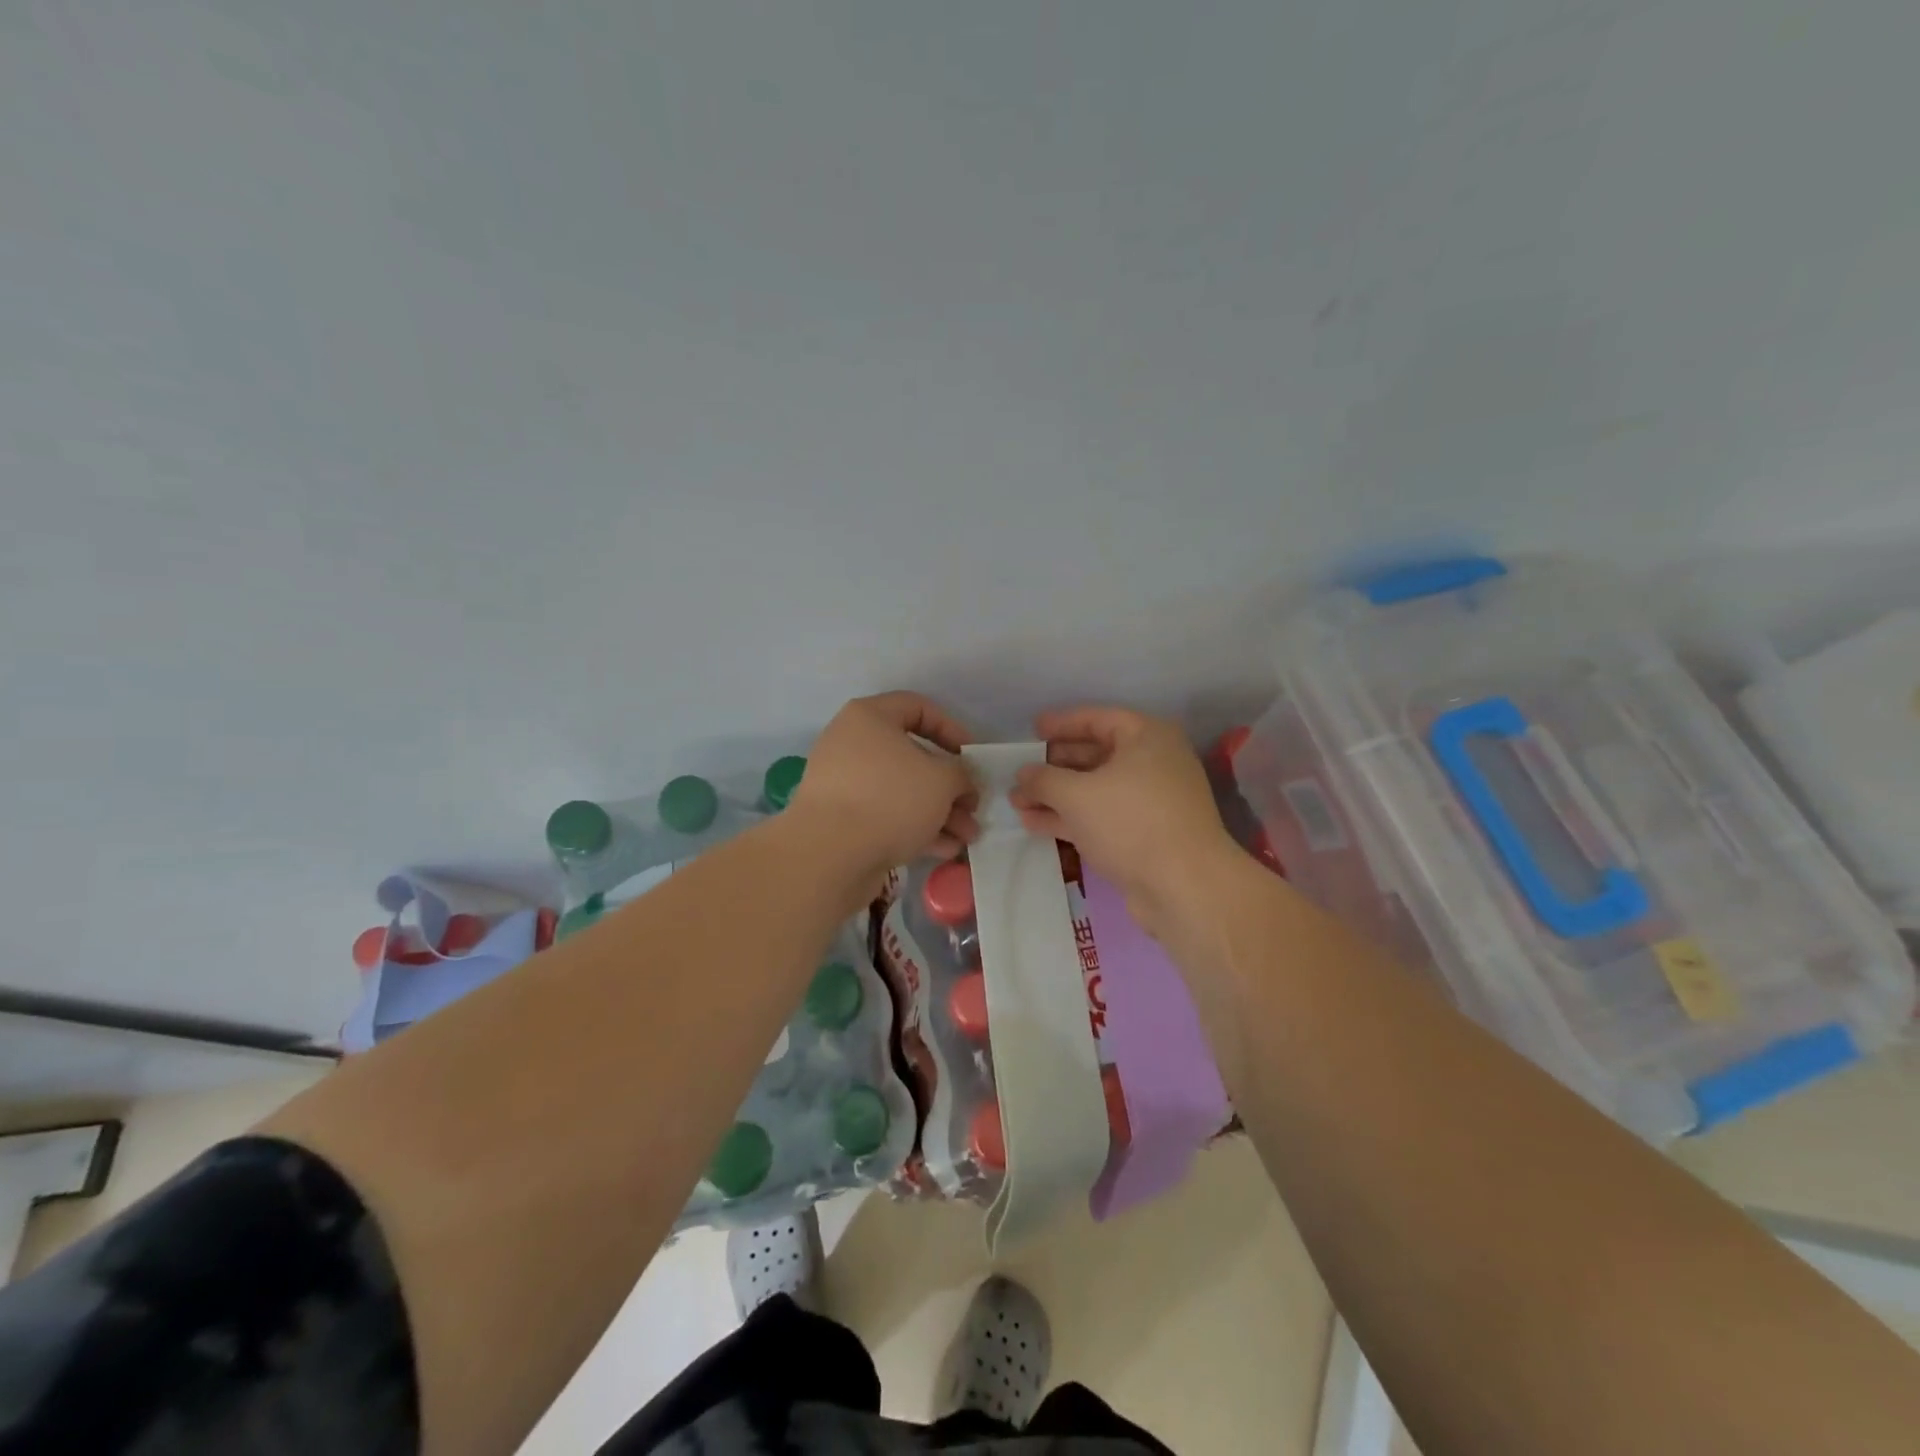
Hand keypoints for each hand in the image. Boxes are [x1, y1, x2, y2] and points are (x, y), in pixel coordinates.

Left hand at [790, 692, 979, 876]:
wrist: (828, 855)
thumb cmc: (890, 799)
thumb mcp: (943, 779)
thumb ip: (960, 774)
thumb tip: (960, 783)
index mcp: (869, 718)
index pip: (917, 707)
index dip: (951, 728)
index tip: (972, 756)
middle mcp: (852, 745)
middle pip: (912, 757)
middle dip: (949, 786)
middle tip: (973, 807)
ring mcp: (844, 785)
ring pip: (902, 792)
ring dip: (939, 813)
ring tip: (967, 838)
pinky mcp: (842, 821)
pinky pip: (886, 817)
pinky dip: (915, 829)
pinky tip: (945, 850)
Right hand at [1011, 706, 1239, 930]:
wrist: (1184, 887)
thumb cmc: (1131, 822)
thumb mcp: (1077, 794)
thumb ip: (1044, 779)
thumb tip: (1023, 774)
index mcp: (1147, 738)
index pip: (1097, 719)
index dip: (1062, 724)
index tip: (1033, 730)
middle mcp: (1153, 764)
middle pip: (1095, 755)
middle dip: (1054, 766)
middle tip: (1020, 772)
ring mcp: (1149, 802)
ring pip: (1095, 790)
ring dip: (1056, 795)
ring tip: (1017, 802)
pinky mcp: (1144, 835)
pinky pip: (1101, 816)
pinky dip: (1070, 818)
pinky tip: (1034, 824)